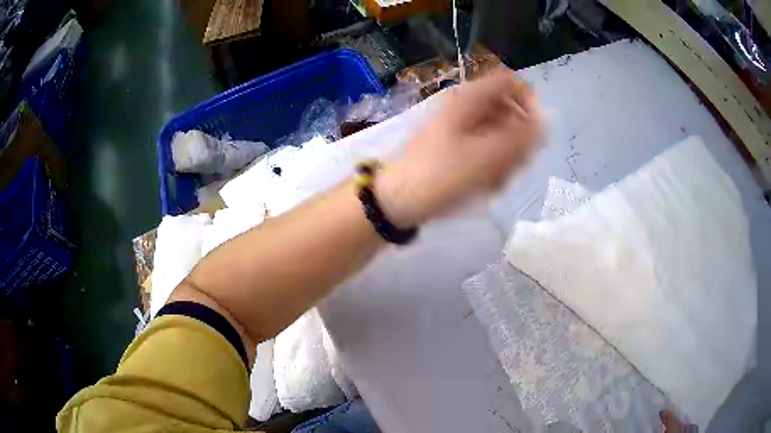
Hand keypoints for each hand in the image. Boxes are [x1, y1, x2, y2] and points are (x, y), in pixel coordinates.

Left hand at [377, 68, 542, 226]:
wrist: (398, 200)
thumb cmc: (441, 175)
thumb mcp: (486, 156)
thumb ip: (521, 137)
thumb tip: (544, 120)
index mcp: (471, 99)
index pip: (511, 82)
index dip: (528, 102)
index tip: (533, 131)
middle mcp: (468, 107)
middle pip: (510, 111)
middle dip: (517, 141)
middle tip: (509, 165)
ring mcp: (462, 127)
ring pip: (501, 135)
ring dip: (505, 159)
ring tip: (492, 181)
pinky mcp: (459, 147)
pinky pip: (488, 150)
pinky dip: (491, 167)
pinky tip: (483, 185)